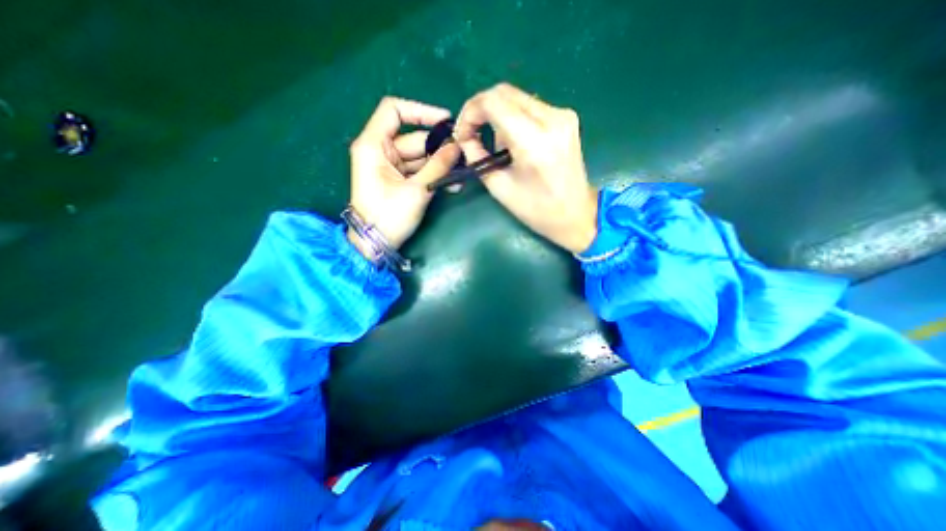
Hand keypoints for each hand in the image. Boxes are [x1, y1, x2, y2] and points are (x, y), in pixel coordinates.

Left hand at [350, 97, 461, 256]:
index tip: (446, 121)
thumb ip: (438, 166)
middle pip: (414, 138)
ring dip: (441, 166)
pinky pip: (418, 171)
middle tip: (463, 156)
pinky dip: (433, 176)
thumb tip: (457, 147)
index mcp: (373, 145)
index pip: (394, 110)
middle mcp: (380, 151)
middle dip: (440, 148)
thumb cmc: (389, 216)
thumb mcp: (416, 190)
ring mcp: (389, 166)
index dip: (421, 111)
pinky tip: (451, 184)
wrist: (375, 244)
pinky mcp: (397, 180)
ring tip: (461, 175)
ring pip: (420, 157)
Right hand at [452, 83, 597, 253]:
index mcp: (534, 141)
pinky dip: (513, 118)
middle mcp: (552, 118)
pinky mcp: (566, 117)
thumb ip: (477, 157)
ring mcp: (563, 115)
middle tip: (471, 134)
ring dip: (497, 115)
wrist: (576, 213)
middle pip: (504, 92)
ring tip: (496, 146)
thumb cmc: (537, 209)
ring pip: (516, 97)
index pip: (493, 102)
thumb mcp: (499, 188)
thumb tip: (465, 139)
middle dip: (480, 110)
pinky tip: (513, 142)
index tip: (463, 134)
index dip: (470, 112)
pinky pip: (530, 106)